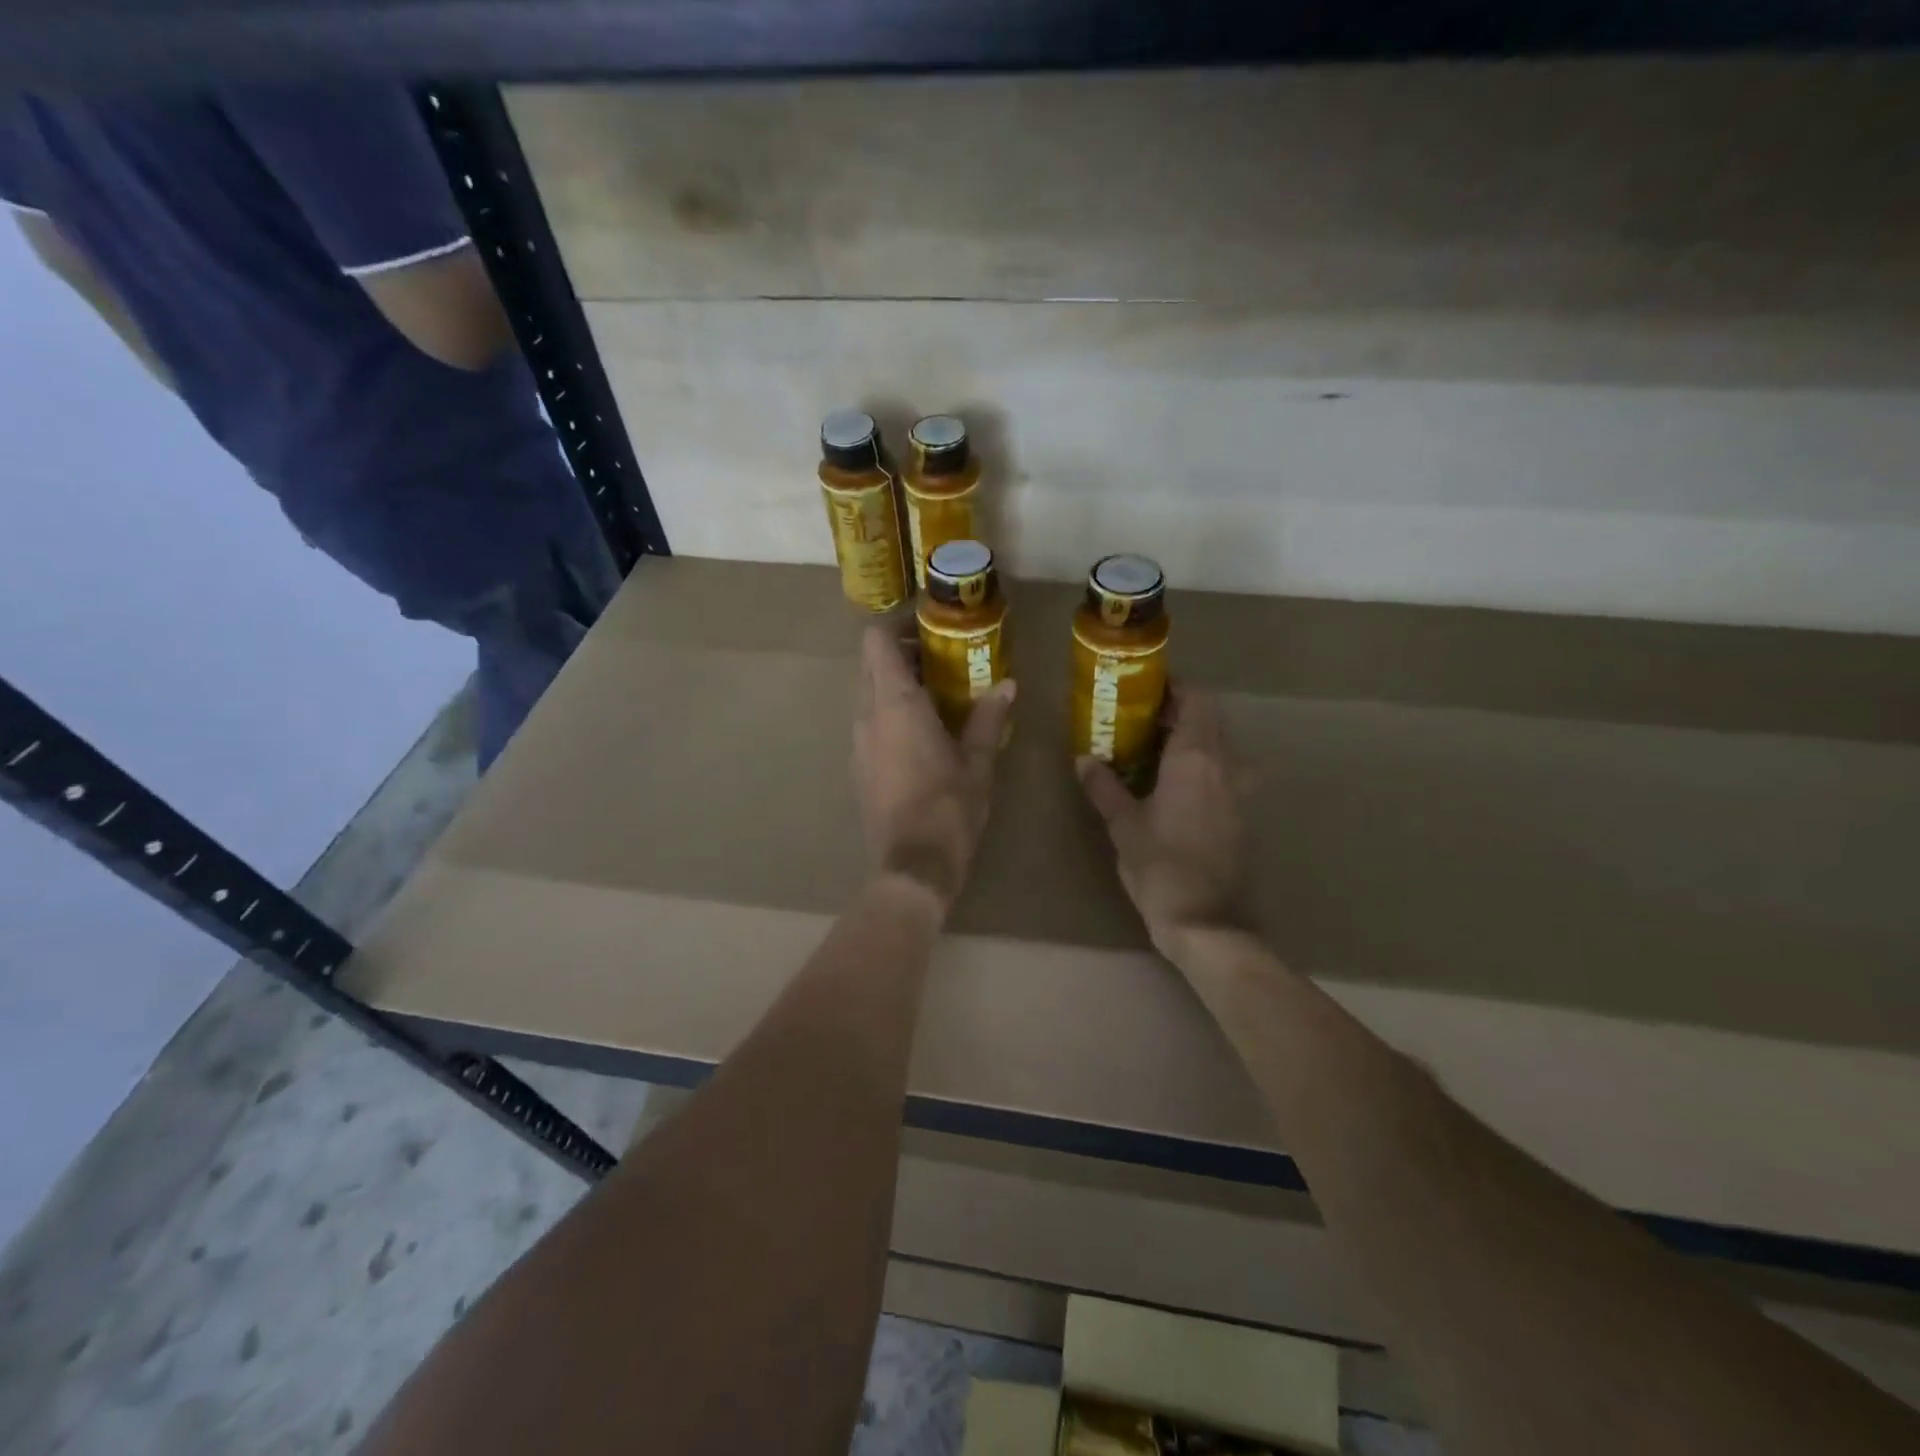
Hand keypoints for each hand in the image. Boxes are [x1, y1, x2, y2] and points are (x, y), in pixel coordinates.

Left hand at [854, 626, 1015, 913]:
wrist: (912, 867)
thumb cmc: (950, 807)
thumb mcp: (979, 762)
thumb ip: (989, 718)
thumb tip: (1007, 685)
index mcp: (896, 704)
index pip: (877, 640)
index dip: (899, 626)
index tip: (931, 630)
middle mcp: (867, 716)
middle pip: (871, 664)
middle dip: (902, 655)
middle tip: (942, 662)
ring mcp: (857, 743)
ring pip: (867, 695)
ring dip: (895, 686)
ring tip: (936, 698)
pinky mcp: (857, 768)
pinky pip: (868, 724)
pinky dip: (889, 715)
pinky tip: (921, 737)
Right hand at [1077, 687, 1244, 954]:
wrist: (1208, 923)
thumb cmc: (1161, 867)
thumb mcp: (1123, 825)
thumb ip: (1104, 786)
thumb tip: (1084, 760)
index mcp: (1196, 757)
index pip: (1196, 700)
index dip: (1173, 689)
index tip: (1144, 691)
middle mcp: (1225, 764)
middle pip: (1209, 719)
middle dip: (1178, 712)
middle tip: (1138, 720)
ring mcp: (1240, 790)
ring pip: (1219, 745)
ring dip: (1191, 739)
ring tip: (1152, 749)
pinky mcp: (1242, 814)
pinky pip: (1223, 771)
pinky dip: (1201, 764)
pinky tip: (1171, 783)